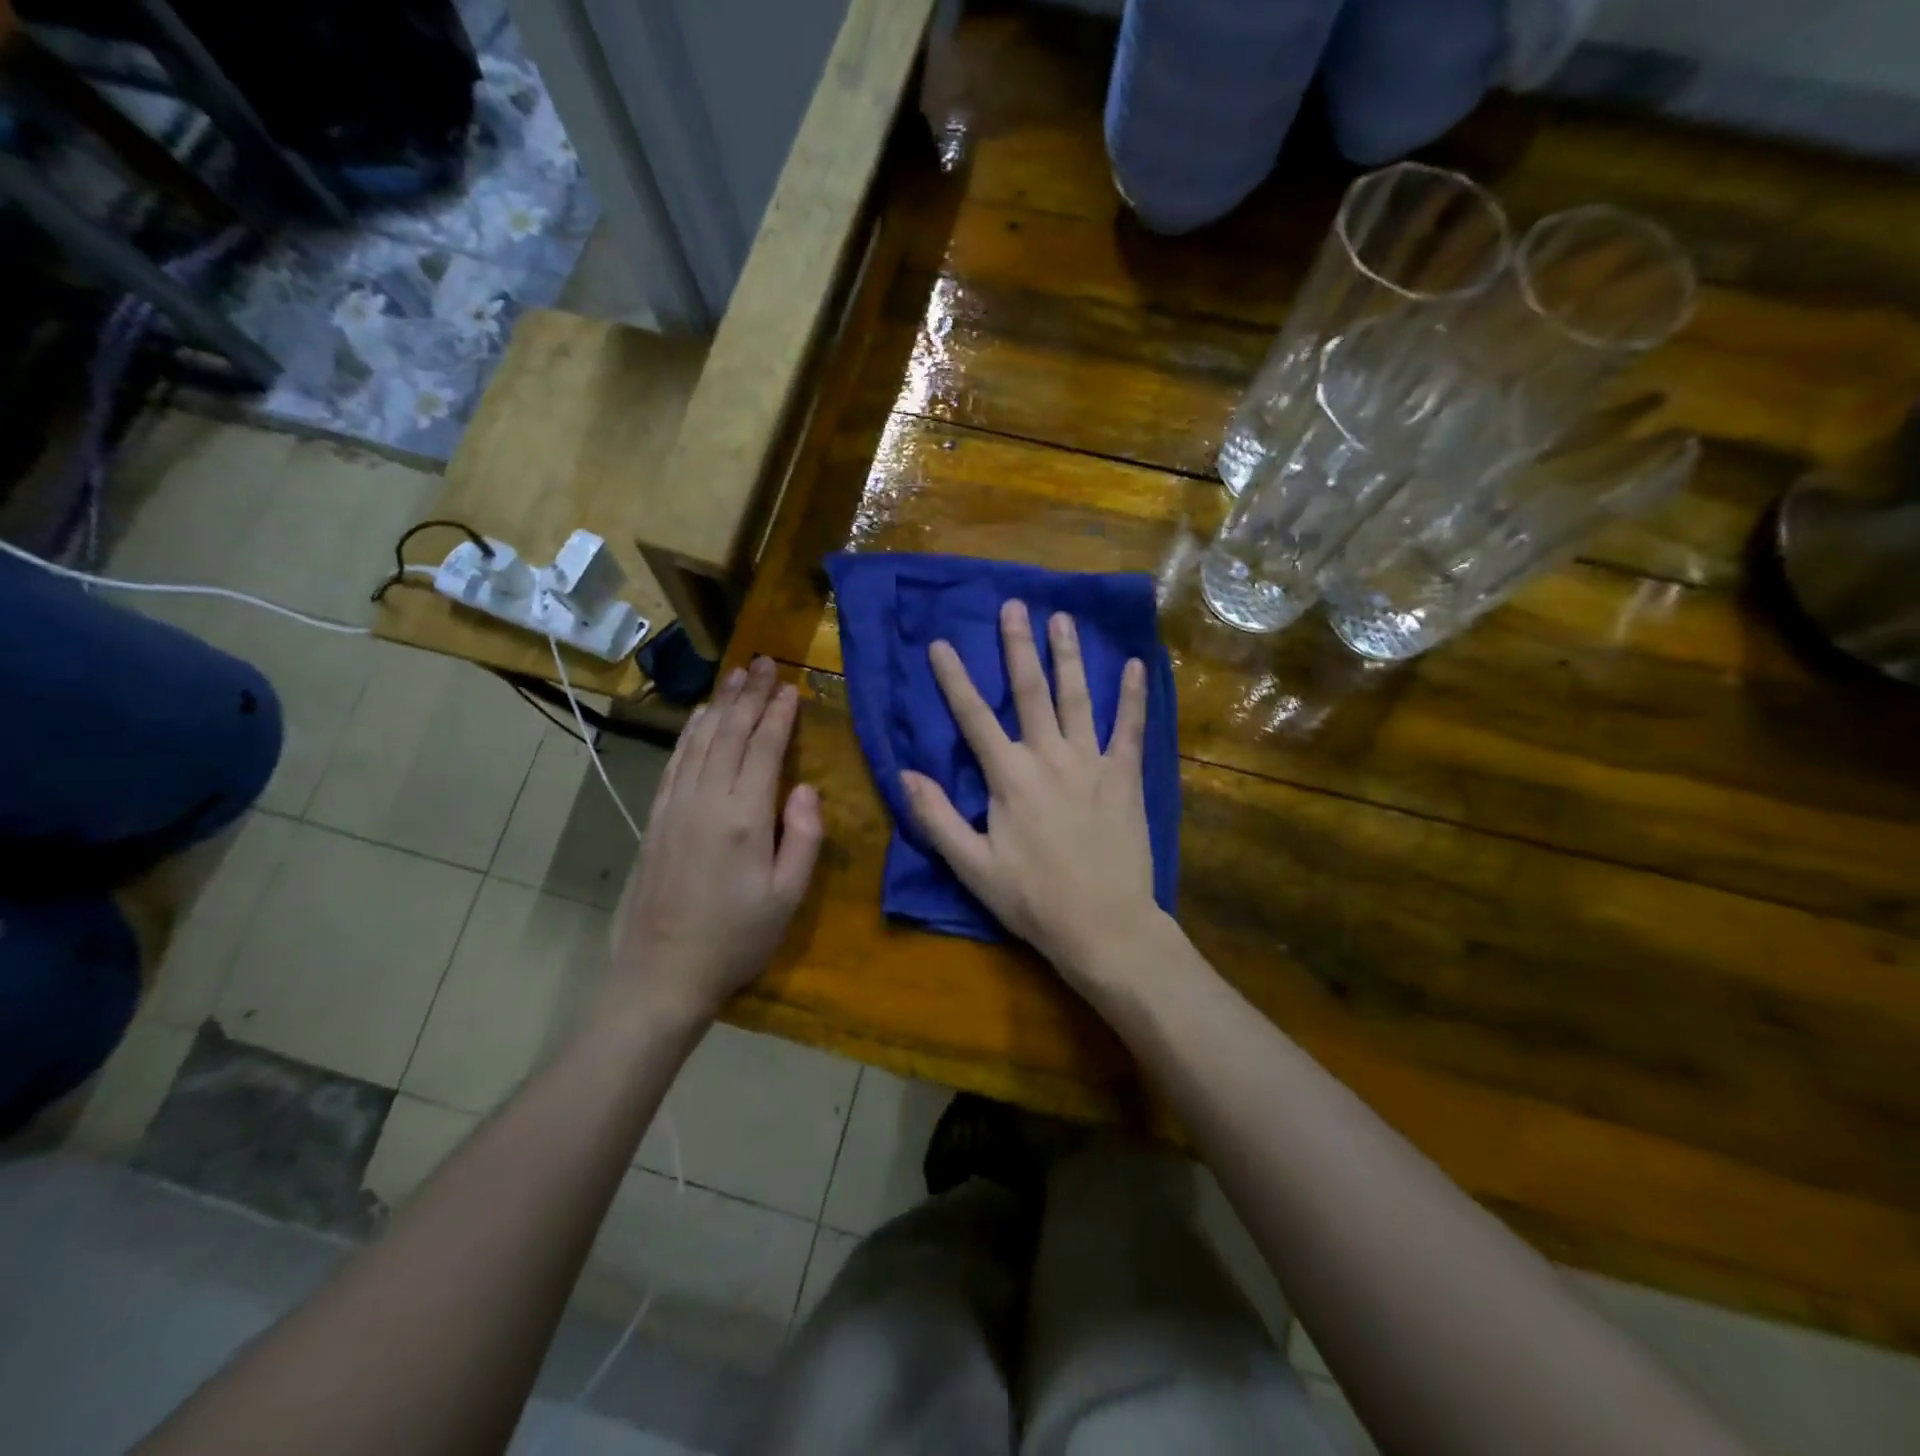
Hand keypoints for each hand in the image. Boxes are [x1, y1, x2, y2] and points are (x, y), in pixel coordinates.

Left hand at [608, 657, 822, 1025]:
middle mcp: (706, 800)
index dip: (778, 715)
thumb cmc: (736, 939)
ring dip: (719, 704)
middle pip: (729, 733)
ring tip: (736, 676)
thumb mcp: (788, 896)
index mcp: (745, 818)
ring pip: (699, 740)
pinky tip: (698, 717)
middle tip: (764, 662)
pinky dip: (689, 733)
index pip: (764, 749)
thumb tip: (805, 788)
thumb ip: (802, 837)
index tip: (791, 686)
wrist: (662, 974)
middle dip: (749, 695)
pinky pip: (676, 762)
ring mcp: (675, 807)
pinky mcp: (656, 818)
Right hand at [902, 600, 1160, 979]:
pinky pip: (1130, 728)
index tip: (941, 643)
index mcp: (1009, 777)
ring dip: (1068, 656)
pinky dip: (1132, 696)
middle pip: (1030, 691)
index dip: (955, 679)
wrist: (1104, 926)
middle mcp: (1049, 757)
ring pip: (1078, 698)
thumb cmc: (1033, 899)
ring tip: (1062, 618)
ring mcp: (1092, 763)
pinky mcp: (1125, 777)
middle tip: (1014, 605)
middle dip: (1018, 646)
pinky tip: (1135, 665)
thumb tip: (905, 774)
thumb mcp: (972, 866)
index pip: (974, 717)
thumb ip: (937, 818)